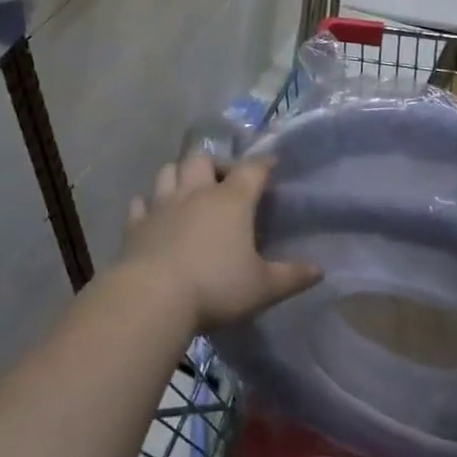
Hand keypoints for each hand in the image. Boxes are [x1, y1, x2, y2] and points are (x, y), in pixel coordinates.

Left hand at [119, 154, 321, 333]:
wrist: (155, 297)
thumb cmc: (216, 287)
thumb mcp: (263, 288)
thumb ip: (292, 276)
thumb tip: (319, 270)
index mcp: (231, 201)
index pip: (252, 169)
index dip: (264, 163)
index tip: (272, 163)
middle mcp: (195, 192)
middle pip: (203, 159)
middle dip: (216, 164)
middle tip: (225, 182)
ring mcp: (162, 204)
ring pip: (169, 170)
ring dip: (180, 174)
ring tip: (189, 190)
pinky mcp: (136, 223)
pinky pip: (140, 202)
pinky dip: (148, 203)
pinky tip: (152, 212)